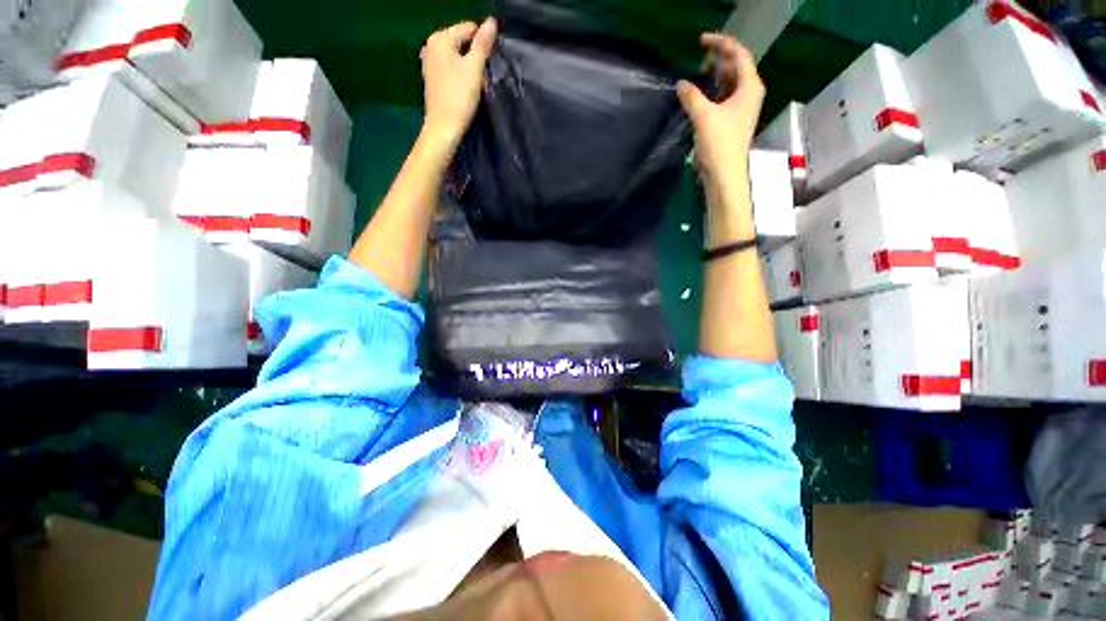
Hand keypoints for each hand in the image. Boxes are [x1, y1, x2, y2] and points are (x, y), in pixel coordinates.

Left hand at [420, 19, 497, 147]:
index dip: (484, 41)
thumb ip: (483, 44)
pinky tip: (467, 88)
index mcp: (440, 39)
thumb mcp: (474, 68)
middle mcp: (432, 46)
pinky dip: (462, 74)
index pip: (469, 28)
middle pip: (462, 41)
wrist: (444, 128)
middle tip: (486, 74)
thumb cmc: (459, 98)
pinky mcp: (433, 78)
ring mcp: (430, 62)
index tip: (493, 60)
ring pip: (458, 56)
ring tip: (478, 82)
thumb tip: (492, 21)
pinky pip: (452, 68)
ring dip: (471, 66)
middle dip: (476, 54)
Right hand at [677, 34, 765, 186]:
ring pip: (730, 82)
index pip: (738, 54)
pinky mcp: (732, 121)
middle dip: (718, 58)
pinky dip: (713, 91)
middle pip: (736, 66)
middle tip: (698, 55)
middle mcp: (749, 93)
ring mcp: (741, 108)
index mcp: (749, 87)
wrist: (724, 175)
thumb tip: (681, 85)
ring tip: (698, 71)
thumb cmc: (719, 145)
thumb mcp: (703, 116)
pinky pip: (724, 97)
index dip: (721, 43)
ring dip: (715, 75)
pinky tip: (700, 93)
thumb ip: (691, 96)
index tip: (701, 41)